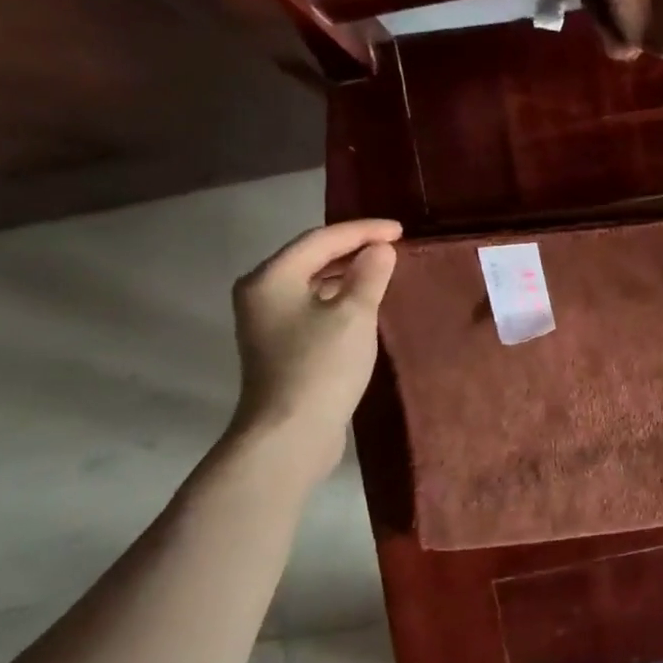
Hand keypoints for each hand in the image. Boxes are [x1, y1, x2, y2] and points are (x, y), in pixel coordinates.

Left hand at [227, 218, 401, 482]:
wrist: (290, 433)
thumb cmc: (322, 366)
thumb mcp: (354, 315)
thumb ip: (370, 275)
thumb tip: (380, 249)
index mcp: (271, 277)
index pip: (321, 239)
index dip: (363, 231)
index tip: (401, 230)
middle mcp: (261, 293)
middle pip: (311, 257)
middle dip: (353, 248)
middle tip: (394, 246)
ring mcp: (267, 321)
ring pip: (312, 283)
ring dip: (347, 273)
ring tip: (384, 270)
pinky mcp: (280, 345)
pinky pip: (313, 306)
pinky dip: (339, 297)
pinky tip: (364, 303)